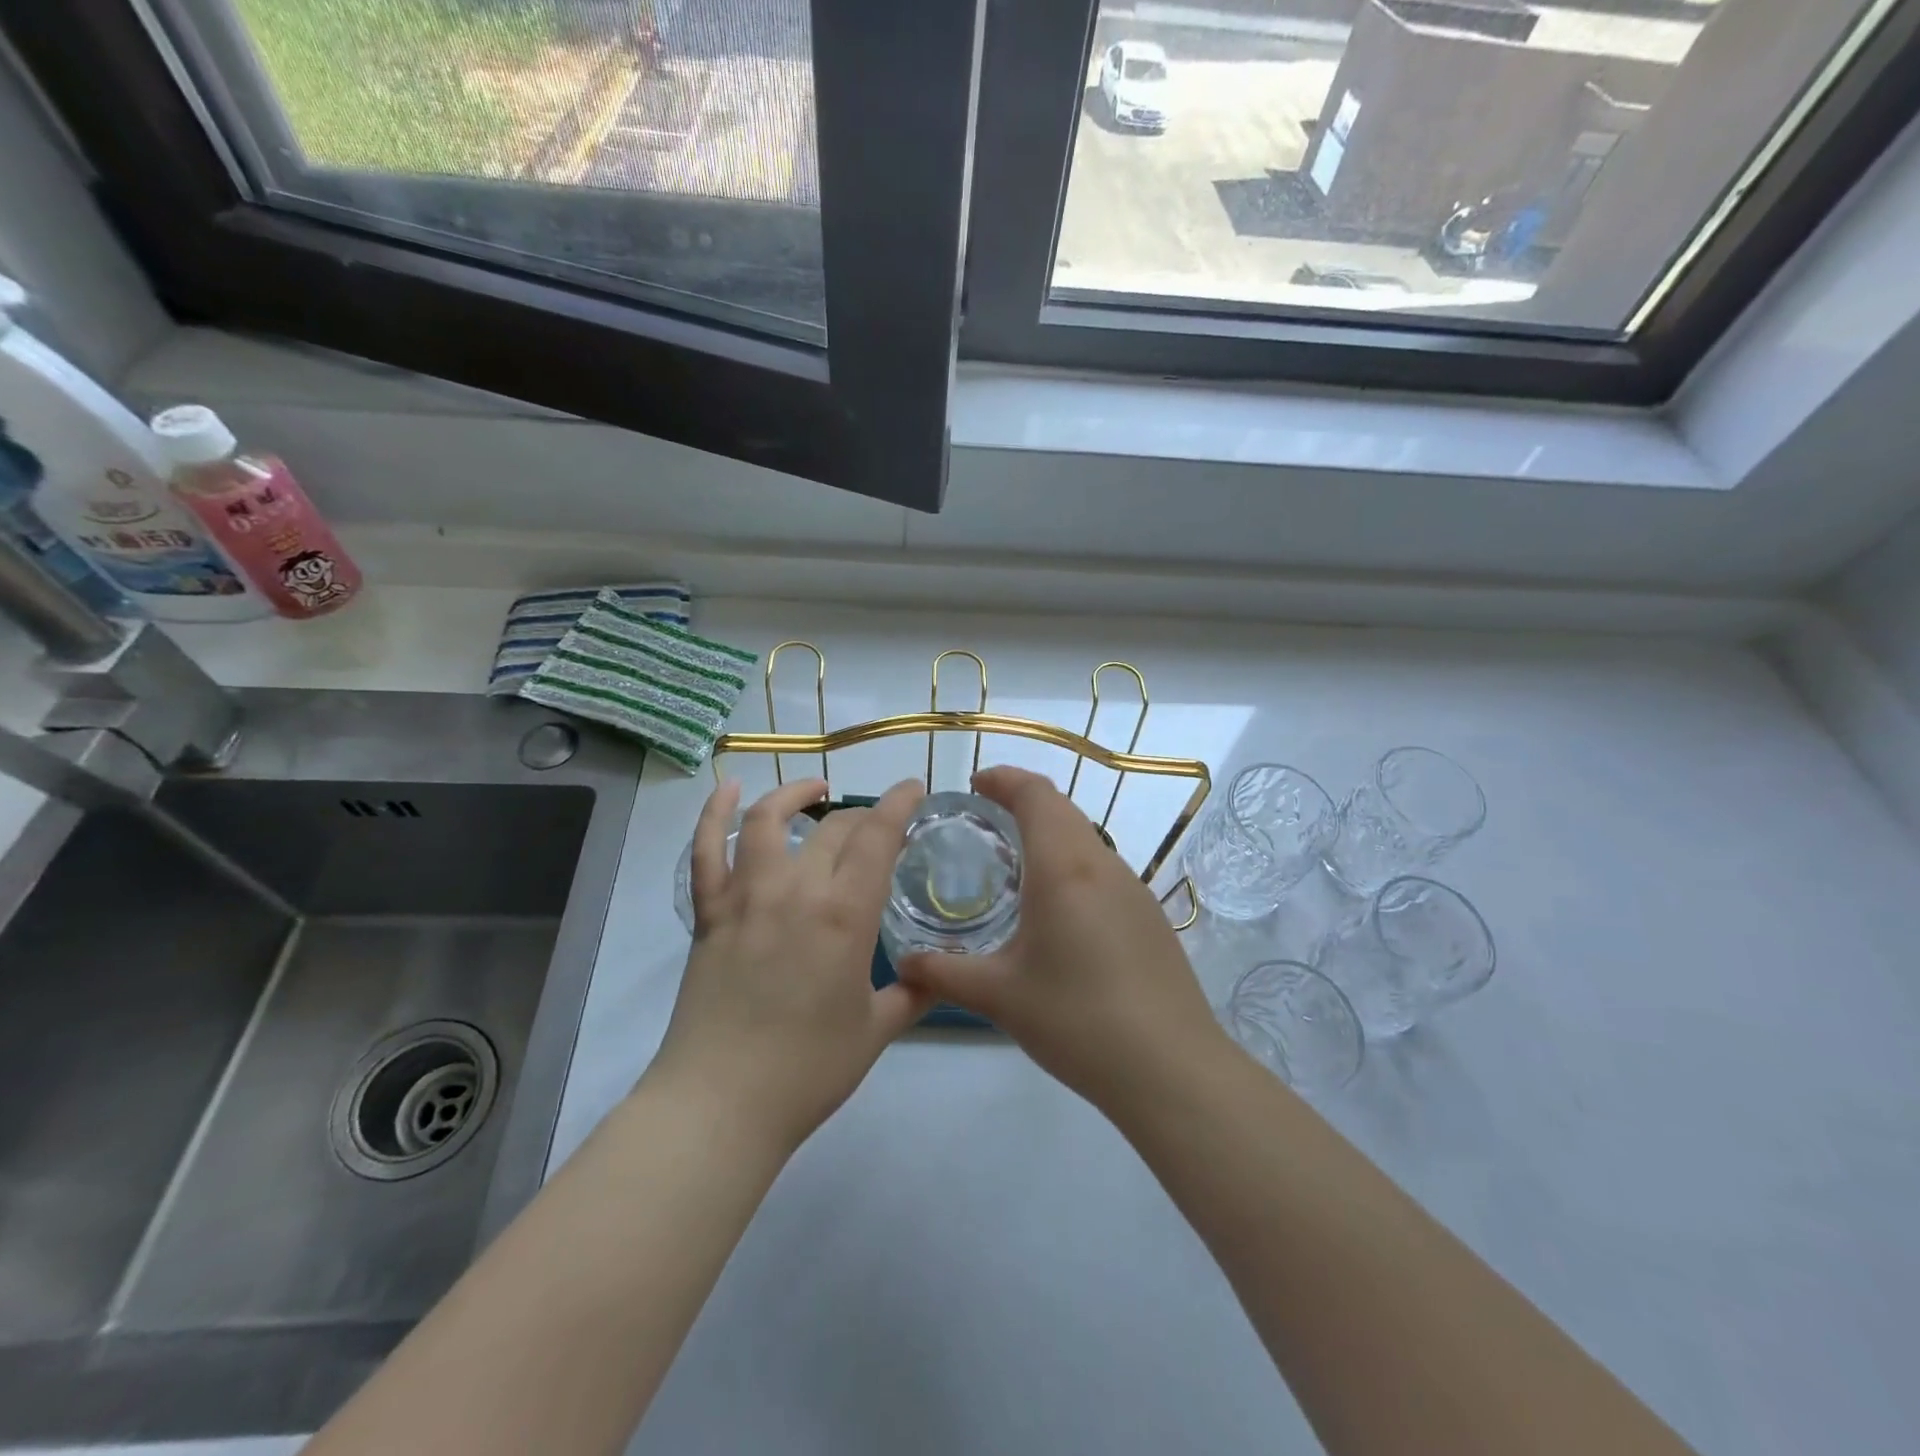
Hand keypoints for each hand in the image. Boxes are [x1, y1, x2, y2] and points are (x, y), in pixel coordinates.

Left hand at [648, 776, 934, 1152]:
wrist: (721, 1103)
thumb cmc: (807, 1069)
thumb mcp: (876, 1031)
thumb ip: (913, 994)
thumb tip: (933, 975)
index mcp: (844, 914)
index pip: (877, 835)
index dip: (899, 803)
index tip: (914, 789)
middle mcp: (796, 889)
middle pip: (833, 828)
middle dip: (862, 817)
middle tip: (877, 830)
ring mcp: (746, 897)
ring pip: (767, 821)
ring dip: (794, 794)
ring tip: (815, 790)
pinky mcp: (709, 913)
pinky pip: (706, 850)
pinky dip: (714, 813)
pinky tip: (727, 789)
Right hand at [895, 766, 1225, 1113]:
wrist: (1171, 1069)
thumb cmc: (1078, 1020)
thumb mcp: (1000, 996)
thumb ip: (944, 974)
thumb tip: (903, 965)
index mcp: (1065, 868)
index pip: (1037, 794)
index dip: (1004, 779)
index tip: (974, 785)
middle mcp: (1103, 865)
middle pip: (1062, 809)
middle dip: (1022, 800)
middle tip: (984, 818)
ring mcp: (1133, 890)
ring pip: (1085, 838)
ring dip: (1049, 833)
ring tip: (1014, 861)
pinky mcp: (1149, 917)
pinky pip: (1102, 869)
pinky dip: (1071, 863)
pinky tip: (1055, 909)